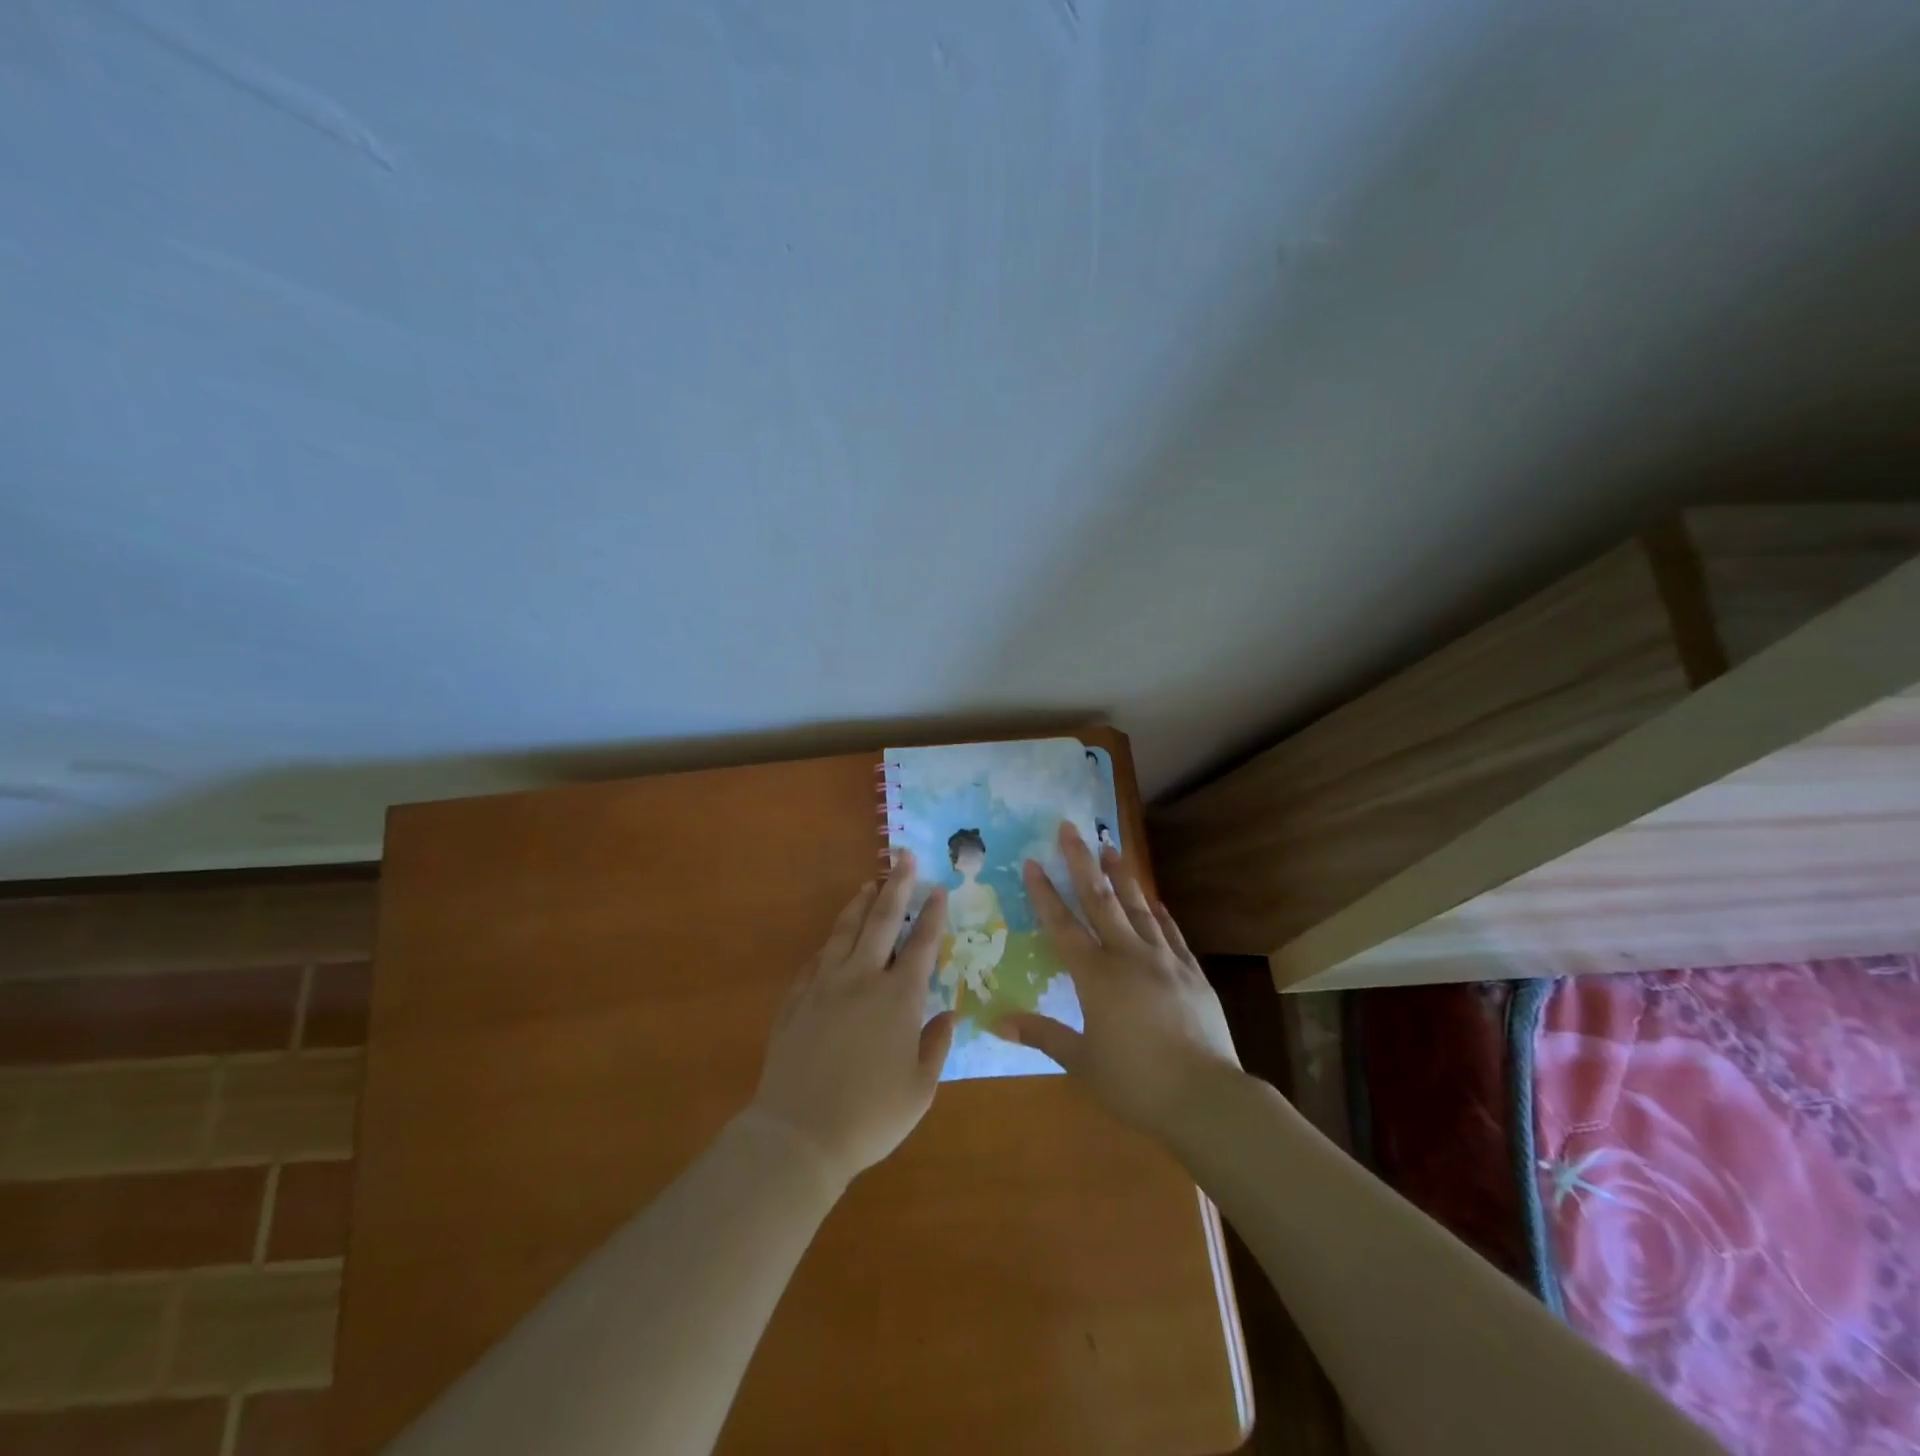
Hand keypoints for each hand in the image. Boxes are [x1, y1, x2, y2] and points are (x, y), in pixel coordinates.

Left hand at [748, 852, 954, 1189]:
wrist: (799, 1134)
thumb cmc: (870, 1116)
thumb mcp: (920, 1089)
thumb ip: (936, 1046)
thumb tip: (948, 1015)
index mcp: (898, 998)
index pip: (921, 944)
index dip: (932, 915)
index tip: (938, 888)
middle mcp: (862, 979)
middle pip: (882, 921)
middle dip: (896, 886)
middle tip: (903, 857)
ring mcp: (824, 986)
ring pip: (844, 932)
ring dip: (859, 905)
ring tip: (868, 884)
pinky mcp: (796, 1000)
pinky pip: (815, 961)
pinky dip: (828, 945)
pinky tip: (831, 941)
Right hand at [1000, 823, 1241, 1146]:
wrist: (1205, 1097)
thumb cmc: (1135, 1083)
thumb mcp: (1082, 1062)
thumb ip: (1042, 1035)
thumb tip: (998, 1022)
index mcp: (1096, 977)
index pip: (1063, 925)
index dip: (1044, 893)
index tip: (1032, 862)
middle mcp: (1128, 957)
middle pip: (1100, 900)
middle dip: (1081, 862)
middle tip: (1070, 828)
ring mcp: (1164, 960)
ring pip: (1138, 907)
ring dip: (1121, 875)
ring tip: (1110, 847)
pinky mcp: (1192, 972)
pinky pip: (1171, 932)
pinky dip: (1159, 912)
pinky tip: (1154, 899)